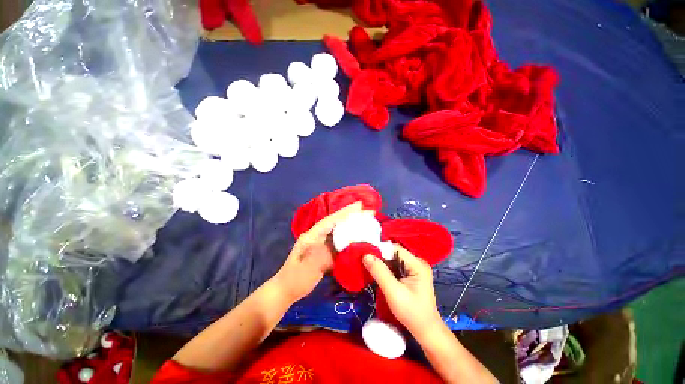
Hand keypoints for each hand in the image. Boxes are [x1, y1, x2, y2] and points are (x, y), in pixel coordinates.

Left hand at [274, 202, 367, 302]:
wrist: (285, 291)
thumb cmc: (295, 279)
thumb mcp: (307, 268)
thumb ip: (322, 255)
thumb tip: (339, 248)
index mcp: (312, 236)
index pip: (330, 221)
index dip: (345, 213)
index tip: (359, 205)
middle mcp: (318, 237)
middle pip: (336, 224)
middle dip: (351, 217)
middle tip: (368, 212)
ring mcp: (321, 245)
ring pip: (339, 233)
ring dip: (351, 227)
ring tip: (366, 223)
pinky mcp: (324, 253)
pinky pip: (339, 244)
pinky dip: (349, 240)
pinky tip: (358, 240)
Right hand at [363, 245, 443, 338]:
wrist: (426, 331)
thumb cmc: (412, 313)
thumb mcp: (393, 292)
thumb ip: (379, 272)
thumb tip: (365, 255)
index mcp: (417, 264)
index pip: (395, 249)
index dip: (380, 250)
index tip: (365, 255)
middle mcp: (417, 262)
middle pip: (394, 253)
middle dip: (380, 258)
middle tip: (365, 263)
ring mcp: (415, 269)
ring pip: (393, 260)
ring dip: (382, 264)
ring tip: (370, 269)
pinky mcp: (411, 275)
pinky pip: (395, 267)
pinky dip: (386, 270)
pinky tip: (379, 275)